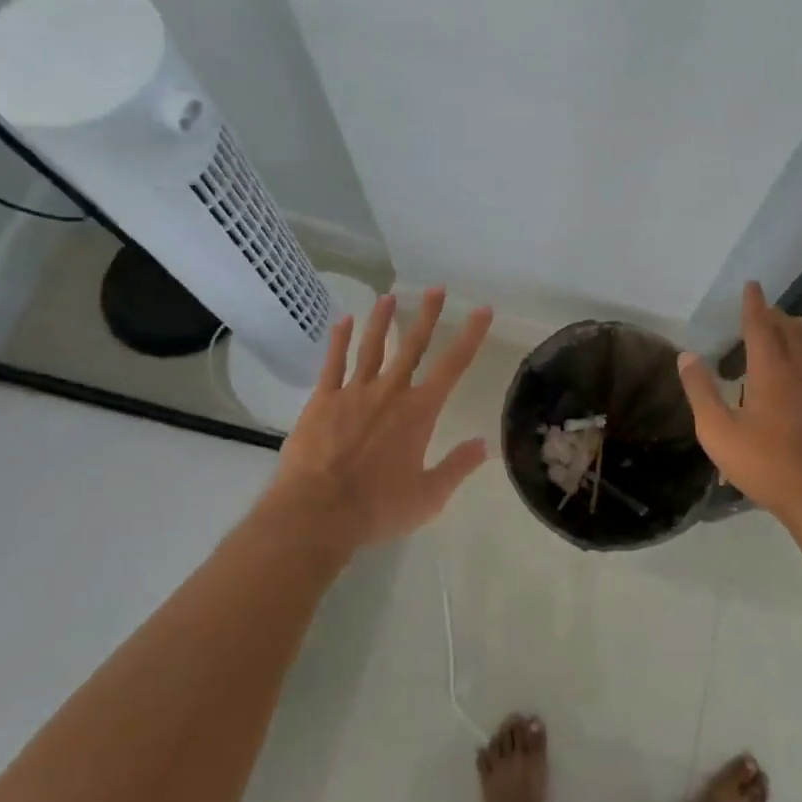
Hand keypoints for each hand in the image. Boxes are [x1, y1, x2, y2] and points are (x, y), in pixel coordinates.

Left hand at [265, 287, 494, 552]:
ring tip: (388, 296)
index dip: (470, 335)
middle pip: (412, 346)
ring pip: (371, 347)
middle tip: (436, 288)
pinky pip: (333, 363)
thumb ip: (458, 467)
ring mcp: (353, 393)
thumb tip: (484, 444)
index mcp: (419, 412)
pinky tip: (343, 321)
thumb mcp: (428, 497)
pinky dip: (339, 340)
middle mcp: (389, 392)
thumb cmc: (377, 508)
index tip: (482, 310)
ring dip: (382, 320)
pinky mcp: (322, 401)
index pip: (453, 366)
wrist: (316, 513)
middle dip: (427, 315)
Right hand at [677, 282, 801, 534]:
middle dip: (776, 315)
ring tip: (785, 333)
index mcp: (772, 371)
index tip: (752, 285)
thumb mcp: (718, 432)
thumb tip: (686, 356)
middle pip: (792, 329)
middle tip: (762, 312)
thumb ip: (701, 391)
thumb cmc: (766, 466)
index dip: (754, 303)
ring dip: (797, 332)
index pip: (761, 325)